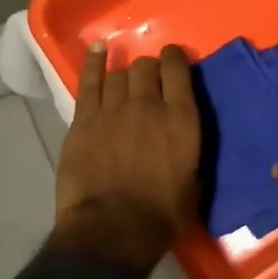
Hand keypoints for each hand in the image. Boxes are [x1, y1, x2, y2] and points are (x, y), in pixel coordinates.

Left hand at [50, 42, 201, 275]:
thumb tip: (182, 145)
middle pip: (146, 68)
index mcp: (182, 120)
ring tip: (126, 75)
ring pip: (119, 73)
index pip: (179, 72)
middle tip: (150, 76)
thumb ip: (188, 153)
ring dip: (125, 72)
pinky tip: (98, 50)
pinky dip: (94, 62)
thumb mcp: (194, 183)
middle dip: (150, 67)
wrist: (113, 228)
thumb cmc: (162, 215)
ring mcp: (112, 110)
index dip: (176, 59)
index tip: (174, 57)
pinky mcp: (83, 121)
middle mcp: (149, 105)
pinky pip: (89, 81)